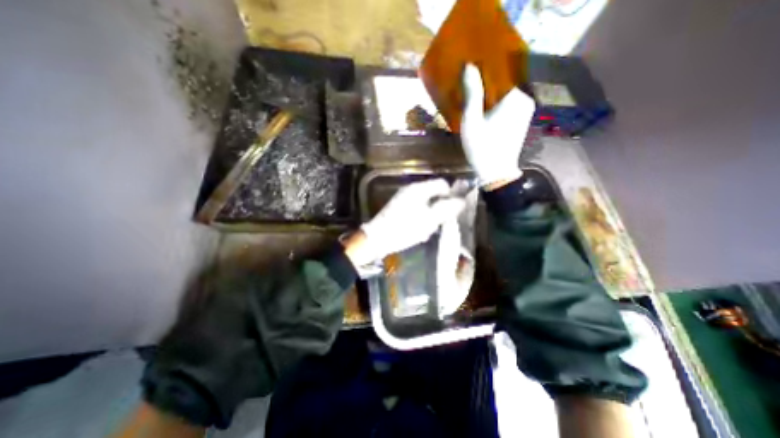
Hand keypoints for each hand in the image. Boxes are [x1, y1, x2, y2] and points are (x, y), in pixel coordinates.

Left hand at [356, 178, 468, 266]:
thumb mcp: (429, 220)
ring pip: (426, 205)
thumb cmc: (405, 228)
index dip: (451, 195)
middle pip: (435, 195)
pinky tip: (418, 231)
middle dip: (440, 209)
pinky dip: (421, 220)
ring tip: (426, 231)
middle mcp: (411, 190)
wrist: (377, 239)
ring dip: (431, 217)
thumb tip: (461, 200)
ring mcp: (404, 199)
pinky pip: (417, 211)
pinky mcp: (399, 209)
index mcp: (419, 189)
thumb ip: (446, 209)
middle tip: (438, 224)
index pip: (442, 184)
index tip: (453, 211)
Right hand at [462, 61, 536, 186]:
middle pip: (502, 83)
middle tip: (468, 82)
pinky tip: (483, 107)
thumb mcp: (472, 120)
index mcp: (514, 96)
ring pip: (504, 94)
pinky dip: (496, 103)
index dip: (483, 69)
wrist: (496, 172)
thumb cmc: (482, 146)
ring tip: (473, 93)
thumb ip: (472, 93)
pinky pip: (507, 104)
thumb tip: (469, 66)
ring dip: (490, 93)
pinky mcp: (521, 120)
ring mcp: (525, 110)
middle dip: (486, 82)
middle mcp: (524, 99)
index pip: (499, 72)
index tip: (469, 68)